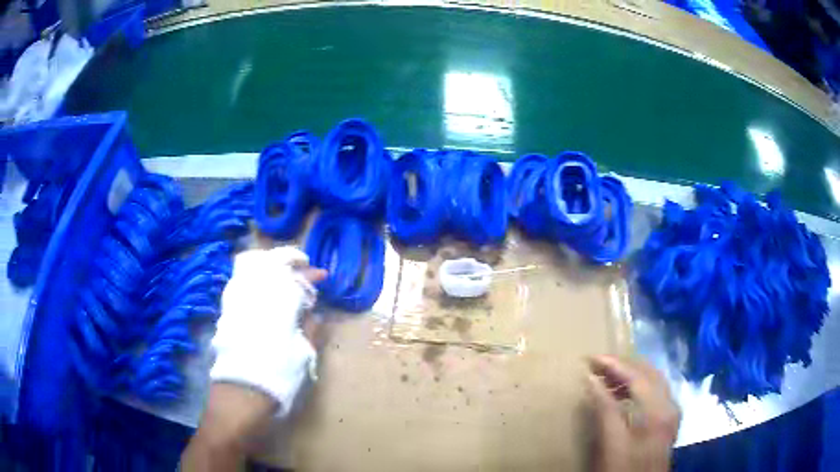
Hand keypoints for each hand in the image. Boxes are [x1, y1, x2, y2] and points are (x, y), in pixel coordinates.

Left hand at [183, 248, 325, 470]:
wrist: (240, 396)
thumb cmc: (277, 377)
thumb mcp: (302, 356)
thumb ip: (311, 331)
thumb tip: (315, 314)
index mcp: (276, 305)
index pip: (294, 279)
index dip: (309, 274)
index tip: (322, 275)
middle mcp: (253, 296)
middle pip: (270, 266)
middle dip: (289, 264)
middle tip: (303, 270)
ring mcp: (236, 303)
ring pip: (252, 270)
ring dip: (271, 269)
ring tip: (285, 277)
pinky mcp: (226, 313)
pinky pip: (240, 284)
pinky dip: (255, 280)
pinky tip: (264, 292)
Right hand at [587, 355, 679, 471]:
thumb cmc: (623, 469)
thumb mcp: (610, 443)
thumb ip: (604, 410)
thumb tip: (591, 380)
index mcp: (658, 409)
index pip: (637, 376)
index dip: (614, 364)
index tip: (591, 359)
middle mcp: (669, 405)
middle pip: (649, 373)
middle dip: (624, 365)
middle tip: (598, 365)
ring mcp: (671, 413)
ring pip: (654, 381)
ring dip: (631, 375)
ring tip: (606, 377)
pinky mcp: (667, 421)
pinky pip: (655, 392)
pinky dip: (639, 386)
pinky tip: (623, 394)